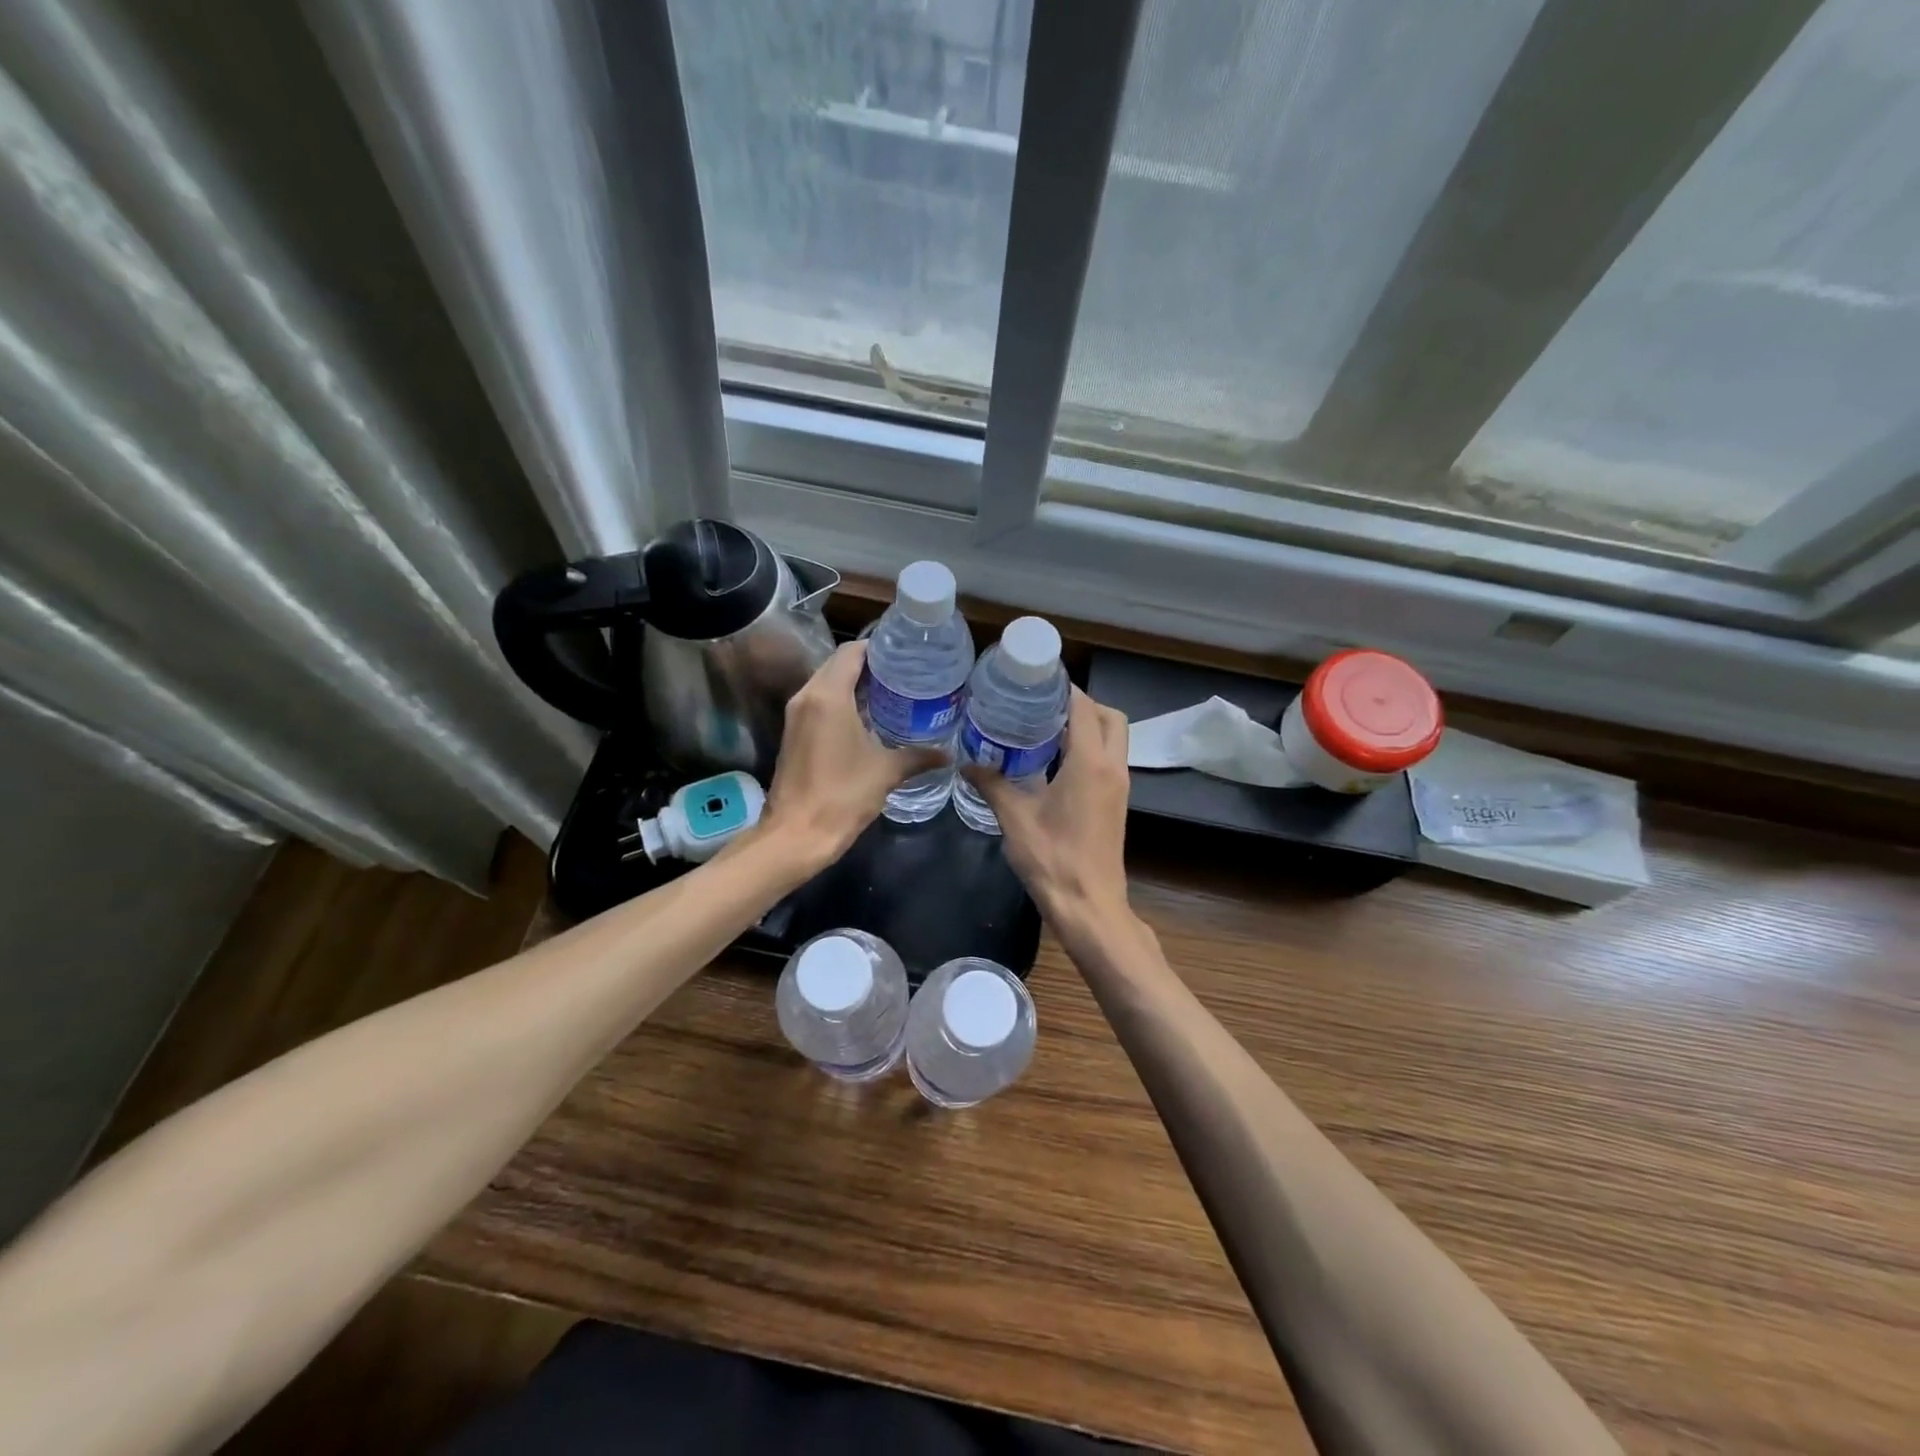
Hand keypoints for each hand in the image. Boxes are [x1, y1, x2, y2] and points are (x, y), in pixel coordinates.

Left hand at [762, 642, 943, 865]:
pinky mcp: (793, 734)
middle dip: (869, 667)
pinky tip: (867, 719)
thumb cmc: (842, 795)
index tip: (906, 656)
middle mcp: (807, 696)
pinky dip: (841, 702)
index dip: (879, 649)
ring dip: (854, 685)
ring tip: (891, 694)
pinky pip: (819, 703)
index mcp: (828, 695)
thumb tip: (948, 755)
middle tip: (904, 674)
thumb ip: (918, 757)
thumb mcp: (886, 772)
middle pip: (838, 665)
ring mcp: (796, 715)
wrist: (796, 835)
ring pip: (826, 684)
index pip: (852, 653)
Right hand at [965, 688, 1132, 933]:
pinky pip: (1107, 760)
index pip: (1084, 708)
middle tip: (1043, 706)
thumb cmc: (1053, 859)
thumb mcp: (1015, 819)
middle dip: (1082, 704)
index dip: (1064, 689)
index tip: (1036, 680)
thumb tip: (967, 763)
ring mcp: (1118, 786)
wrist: (1089, 906)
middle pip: (1110, 717)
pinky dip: (1088, 749)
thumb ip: (992, 785)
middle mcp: (1112, 768)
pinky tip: (1052, 763)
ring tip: (1043, 729)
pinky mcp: (1115, 803)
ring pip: (1113, 739)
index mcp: (1090, 763)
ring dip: (1087, 727)